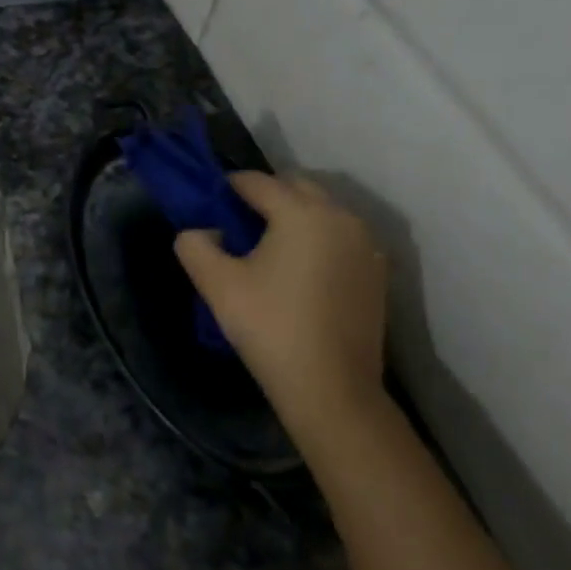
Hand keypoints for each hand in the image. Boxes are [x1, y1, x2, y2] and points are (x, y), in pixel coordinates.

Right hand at [174, 171, 387, 442]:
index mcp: (301, 213)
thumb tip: (204, 232)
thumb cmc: (269, 326)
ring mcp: (365, 246)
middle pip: (296, 187)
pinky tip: (297, 269)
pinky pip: (340, 237)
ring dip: (293, 215)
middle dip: (265, 195)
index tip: (208, 202)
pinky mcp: (376, 273)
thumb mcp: (215, 283)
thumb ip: (194, 244)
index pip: (257, 181)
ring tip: (266, 246)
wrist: (331, 387)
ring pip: (322, 210)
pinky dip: (316, 238)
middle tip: (236, 221)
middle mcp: (340, 218)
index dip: (227, 186)